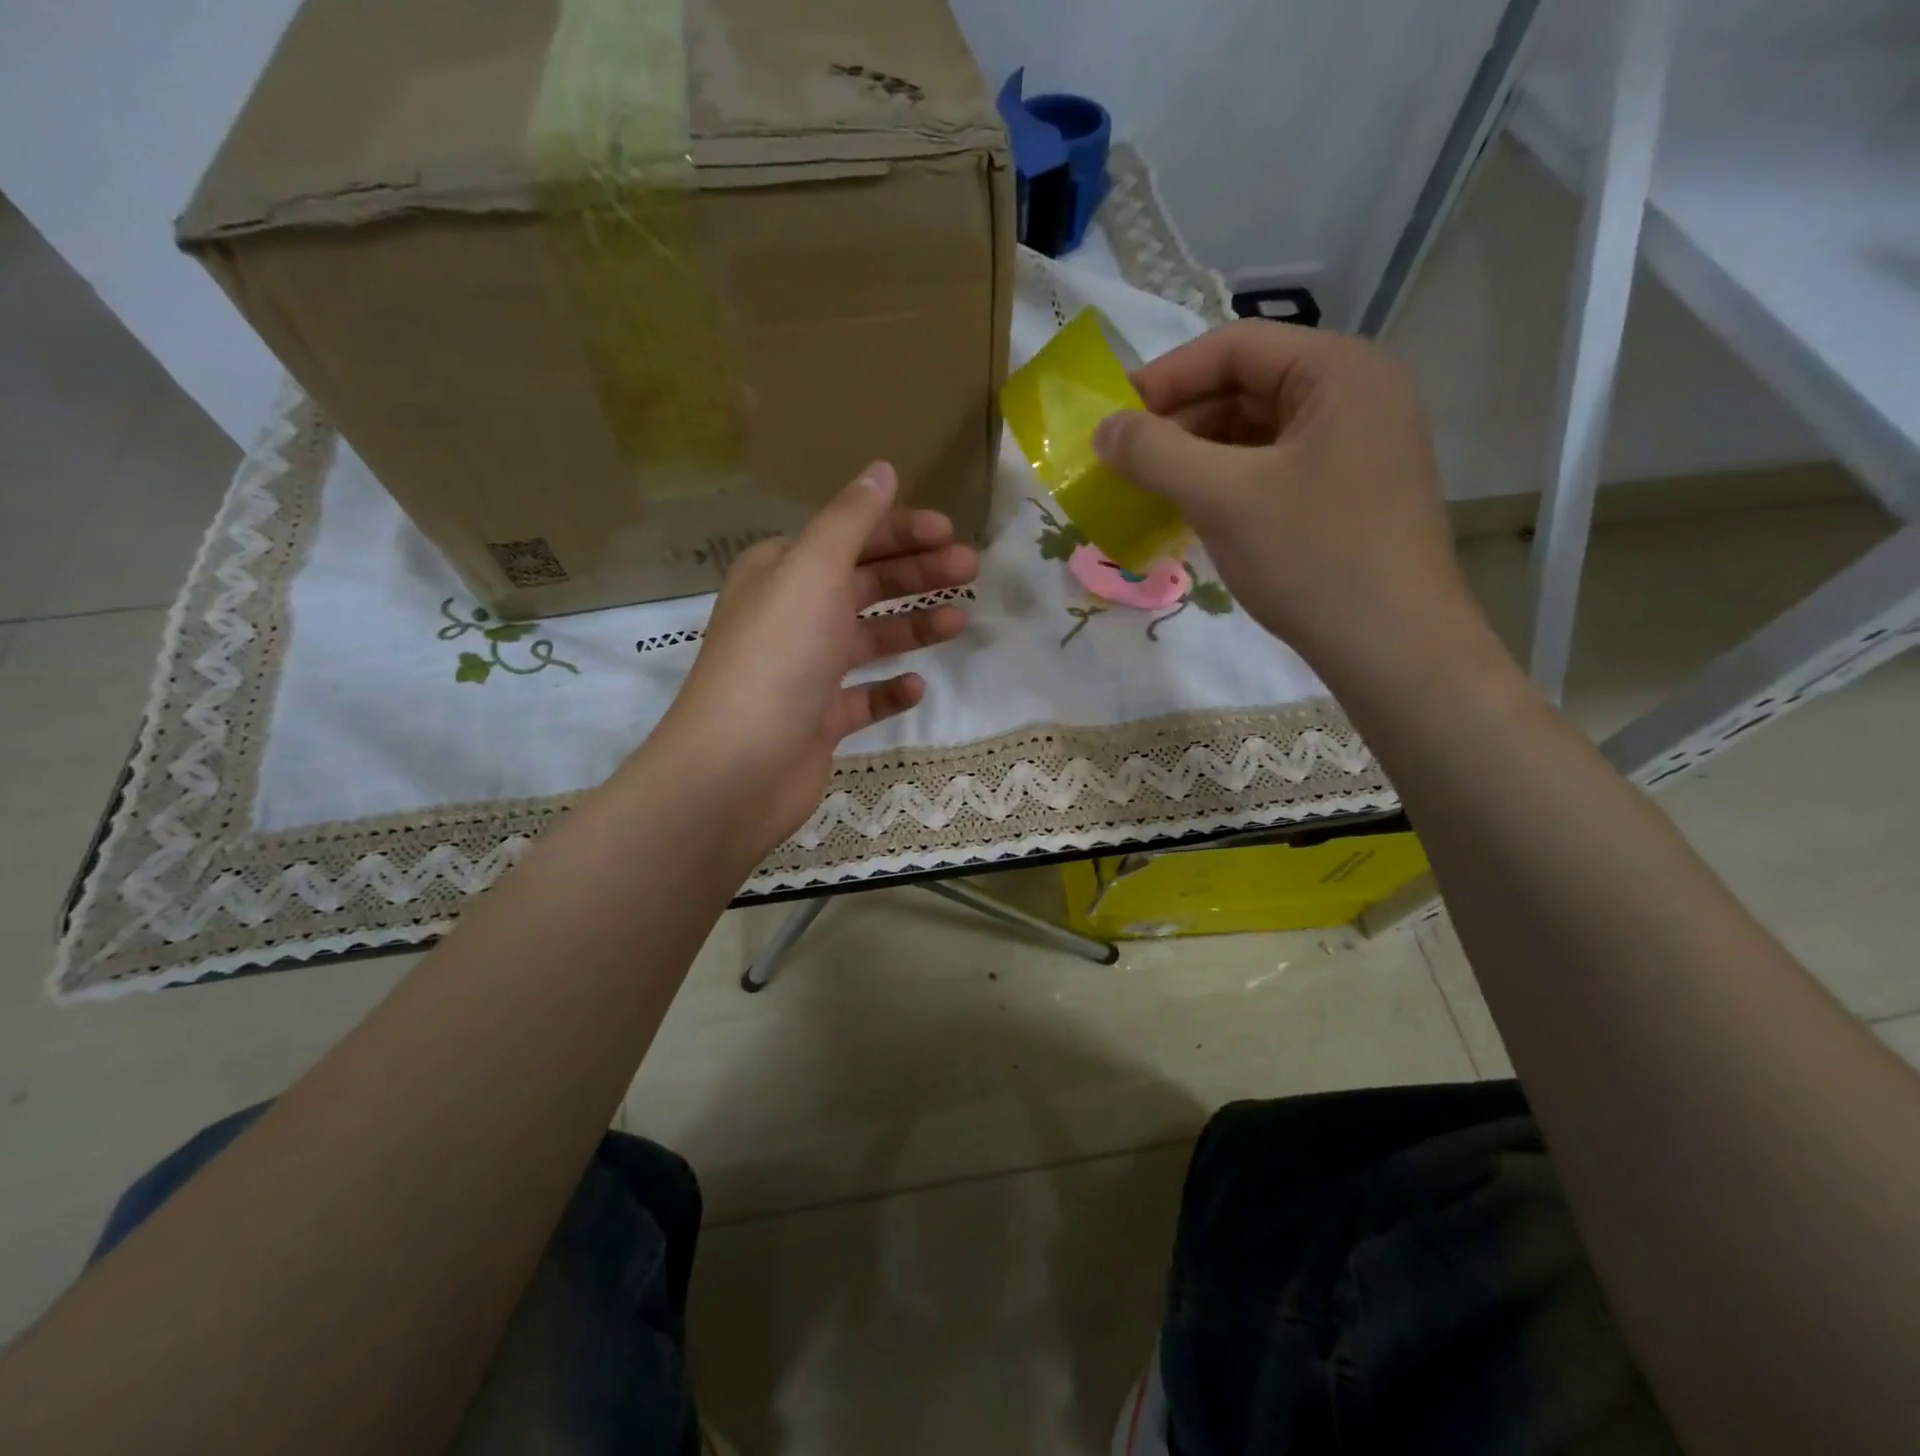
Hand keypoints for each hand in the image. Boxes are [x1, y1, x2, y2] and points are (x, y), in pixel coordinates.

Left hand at [651, 462, 978, 858]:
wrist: (740, 766)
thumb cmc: (779, 656)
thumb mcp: (814, 569)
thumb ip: (851, 519)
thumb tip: (881, 469)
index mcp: (781, 572)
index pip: (848, 538)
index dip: (899, 530)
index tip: (950, 532)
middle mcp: (791, 616)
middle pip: (863, 584)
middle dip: (916, 573)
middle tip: (971, 569)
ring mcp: (805, 672)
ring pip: (868, 639)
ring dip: (913, 627)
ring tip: (960, 621)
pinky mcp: (819, 720)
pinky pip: (863, 697)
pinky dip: (890, 690)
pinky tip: (915, 686)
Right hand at [1093, 321, 1487, 683]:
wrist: (1394, 648)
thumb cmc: (1313, 558)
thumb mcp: (1224, 498)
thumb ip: (1156, 453)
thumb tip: (1103, 428)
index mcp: (1340, 370)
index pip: (1236, 347)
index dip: (1165, 377)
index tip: (1112, 417)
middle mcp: (1357, 393)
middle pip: (1247, 387)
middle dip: (1180, 421)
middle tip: (1124, 460)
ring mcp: (1358, 444)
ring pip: (1258, 432)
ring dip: (1198, 455)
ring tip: (1149, 488)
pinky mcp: (1350, 490)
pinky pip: (1274, 467)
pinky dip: (1228, 482)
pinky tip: (1192, 510)